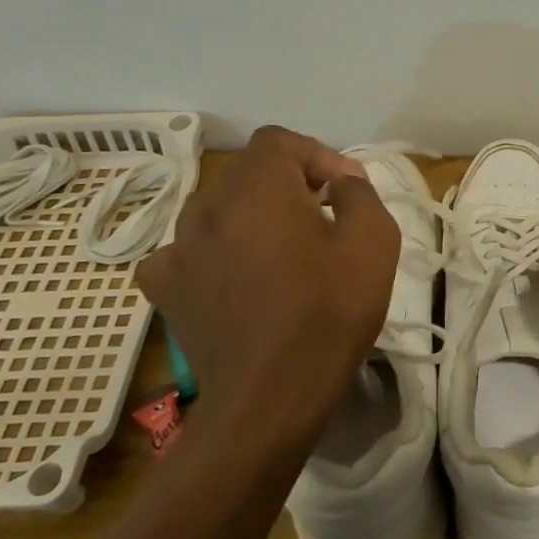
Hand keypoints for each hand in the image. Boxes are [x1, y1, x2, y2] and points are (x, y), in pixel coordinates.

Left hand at [135, 126, 399, 446]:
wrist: (270, 398)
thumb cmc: (327, 312)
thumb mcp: (374, 241)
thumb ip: (360, 193)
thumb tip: (341, 183)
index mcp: (256, 186)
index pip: (280, 141)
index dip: (317, 156)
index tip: (344, 192)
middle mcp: (207, 206)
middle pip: (248, 172)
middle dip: (289, 184)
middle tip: (324, 219)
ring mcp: (177, 248)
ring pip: (218, 209)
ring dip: (252, 217)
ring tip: (282, 252)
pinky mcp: (165, 289)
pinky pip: (187, 251)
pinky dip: (212, 253)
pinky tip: (233, 276)